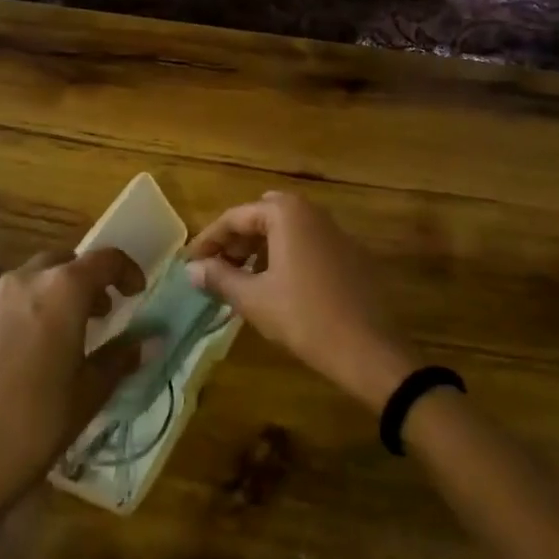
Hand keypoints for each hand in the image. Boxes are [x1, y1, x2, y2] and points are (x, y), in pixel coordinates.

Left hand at [0, 249, 147, 558]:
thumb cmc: (32, 429)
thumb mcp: (88, 395)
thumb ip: (121, 358)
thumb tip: (150, 340)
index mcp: (60, 291)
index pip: (104, 260)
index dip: (125, 271)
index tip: (135, 292)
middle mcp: (20, 283)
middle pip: (61, 264)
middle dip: (83, 282)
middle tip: (98, 315)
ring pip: (25, 285)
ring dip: (47, 300)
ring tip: (55, 341)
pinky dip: (15, 321)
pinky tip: (13, 365)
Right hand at [186, 192, 417, 410]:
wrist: (367, 347)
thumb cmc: (304, 318)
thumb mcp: (255, 299)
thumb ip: (220, 278)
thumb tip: (192, 268)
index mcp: (287, 213)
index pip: (236, 217)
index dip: (209, 240)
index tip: (190, 262)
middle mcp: (311, 211)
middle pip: (261, 216)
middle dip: (236, 239)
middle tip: (217, 268)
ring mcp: (334, 230)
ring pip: (285, 229)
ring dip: (259, 247)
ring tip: (241, 280)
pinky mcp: (348, 252)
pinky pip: (306, 242)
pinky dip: (284, 255)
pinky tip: (276, 286)